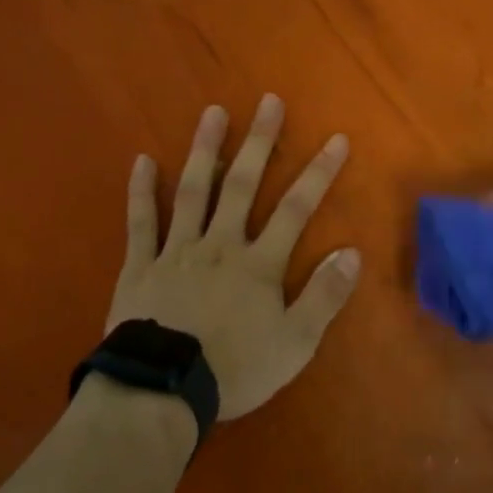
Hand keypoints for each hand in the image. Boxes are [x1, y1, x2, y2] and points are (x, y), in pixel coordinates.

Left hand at [109, 97, 358, 419]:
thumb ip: (323, 296)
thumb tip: (351, 252)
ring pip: (193, 191)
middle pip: (242, 185)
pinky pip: (141, 222)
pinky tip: (142, 160)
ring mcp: (177, 250)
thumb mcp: (295, 344)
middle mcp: (219, 244)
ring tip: (213, 112)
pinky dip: (141, 191)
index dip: (318, 173)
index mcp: (258, 263)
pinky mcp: (141, 265)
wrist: (162, 391)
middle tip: (268, 101)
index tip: (336, 139)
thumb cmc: (234, 369)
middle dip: (259, 142)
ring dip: (205, 150)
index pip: (295, 209)